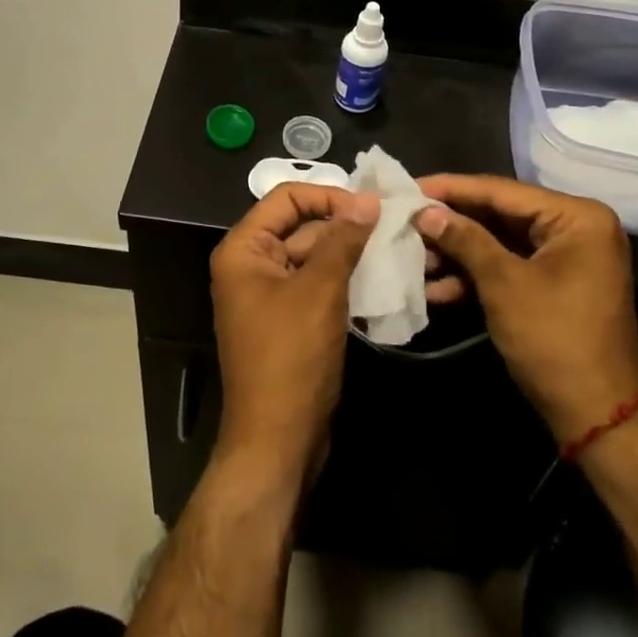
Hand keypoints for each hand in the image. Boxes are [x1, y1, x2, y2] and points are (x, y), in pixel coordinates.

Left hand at [211, 185, 379, 480]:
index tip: (370, 207)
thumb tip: (367, 200)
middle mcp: (250, 265)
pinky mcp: (288, 320)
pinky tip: (381, 278)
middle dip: (343, 225)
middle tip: (391, 225)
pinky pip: (316, 285)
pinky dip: (344, 279)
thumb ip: (342, 239)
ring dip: (348, 252)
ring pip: (312, 256)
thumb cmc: (292, 357)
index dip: (328, 195)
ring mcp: (269, 295)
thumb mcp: (320, 290)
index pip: (286, 198)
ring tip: (393, 247)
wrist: (279, 441)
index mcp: (243, 250)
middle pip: (300, 226)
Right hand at [414, 175, 637, 443]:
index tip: (408, 186)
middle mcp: (576, 228)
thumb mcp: (503, 284)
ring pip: (499, 242)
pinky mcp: (555, 284)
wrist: (598, 418)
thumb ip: (464, 239)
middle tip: (405, 220)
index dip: (451, 189)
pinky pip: (509, 267)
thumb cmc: (554, 340)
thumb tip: (424, 210)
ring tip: (413, 257)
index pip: (501, 191)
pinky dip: (476, 276)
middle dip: (451, 225)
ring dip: (458, 253)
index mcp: (576, 217)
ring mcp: (567, 258)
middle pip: (499, 215)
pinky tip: (436, 289)